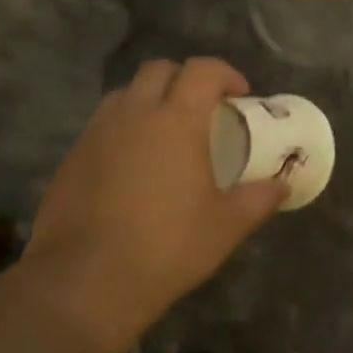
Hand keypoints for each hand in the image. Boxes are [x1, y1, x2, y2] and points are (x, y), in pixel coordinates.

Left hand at [23, 57, 286, 352]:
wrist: (85, 282)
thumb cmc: (168, 247)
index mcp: (176, 121)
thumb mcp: (227, 226)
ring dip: (150, 100)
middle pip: (159, 70)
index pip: (202, 70)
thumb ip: (259, 199)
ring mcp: (96, 134)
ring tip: (166, 134)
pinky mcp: (71, 158)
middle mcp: (133, 114)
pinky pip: (102, 125)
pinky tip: (134, 166)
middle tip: (204, 110)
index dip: (225, 74)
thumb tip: (282, 185)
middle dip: (185, 79)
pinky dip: (124, 129)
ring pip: (125, 94)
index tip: (240, 95)